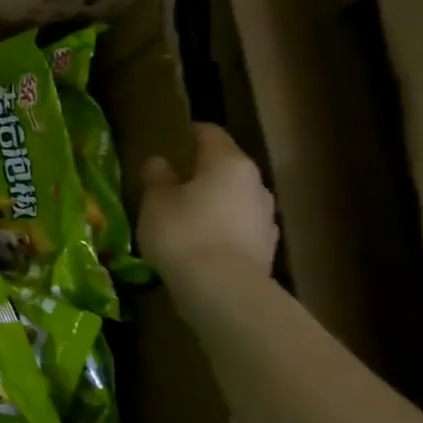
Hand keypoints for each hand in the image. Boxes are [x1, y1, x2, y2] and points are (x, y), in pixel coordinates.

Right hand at [138, 123, 278, 274]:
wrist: (223, 290)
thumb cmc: (183, 233)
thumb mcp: (155, 202)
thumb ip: (157, 178)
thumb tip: (160, 162)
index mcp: (228, 162)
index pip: (210, 133)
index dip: (189, 132)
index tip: (171, 139)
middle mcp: (255, 183)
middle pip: (227, 167)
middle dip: (202, 172)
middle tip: (173, 182)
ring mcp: (266, 216)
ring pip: (235, 198)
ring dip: (214, 202)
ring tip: (185, 217)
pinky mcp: (267, 247)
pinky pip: (239, 227)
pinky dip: (221, 229)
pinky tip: (200, 244)